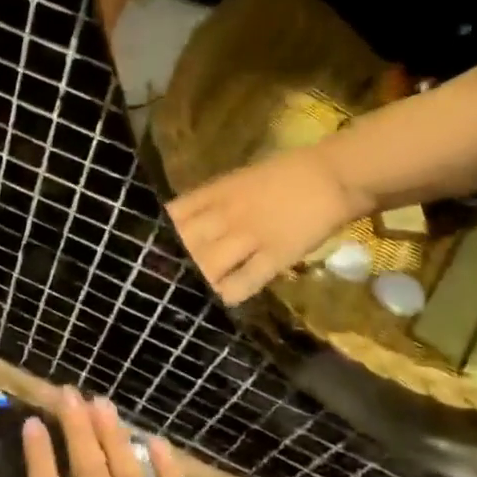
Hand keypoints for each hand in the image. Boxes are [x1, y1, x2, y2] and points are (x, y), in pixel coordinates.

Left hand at [167, 145, 367, 304]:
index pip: (171, 216)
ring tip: (189, 295)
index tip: (146, 253)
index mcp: (212, 194)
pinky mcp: (274, 257)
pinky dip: (228, 295)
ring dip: (196, 282)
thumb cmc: (281, 175)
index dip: (155, 236)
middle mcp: (223, 216)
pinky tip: (221, 301)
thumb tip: (180, 224)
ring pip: (206, 266)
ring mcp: (248, 237)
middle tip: (162, 283)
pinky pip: (242, 283)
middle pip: (183, 245)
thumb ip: (207, 202)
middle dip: (170, 265)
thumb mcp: (233, 182)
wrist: (330, 175)